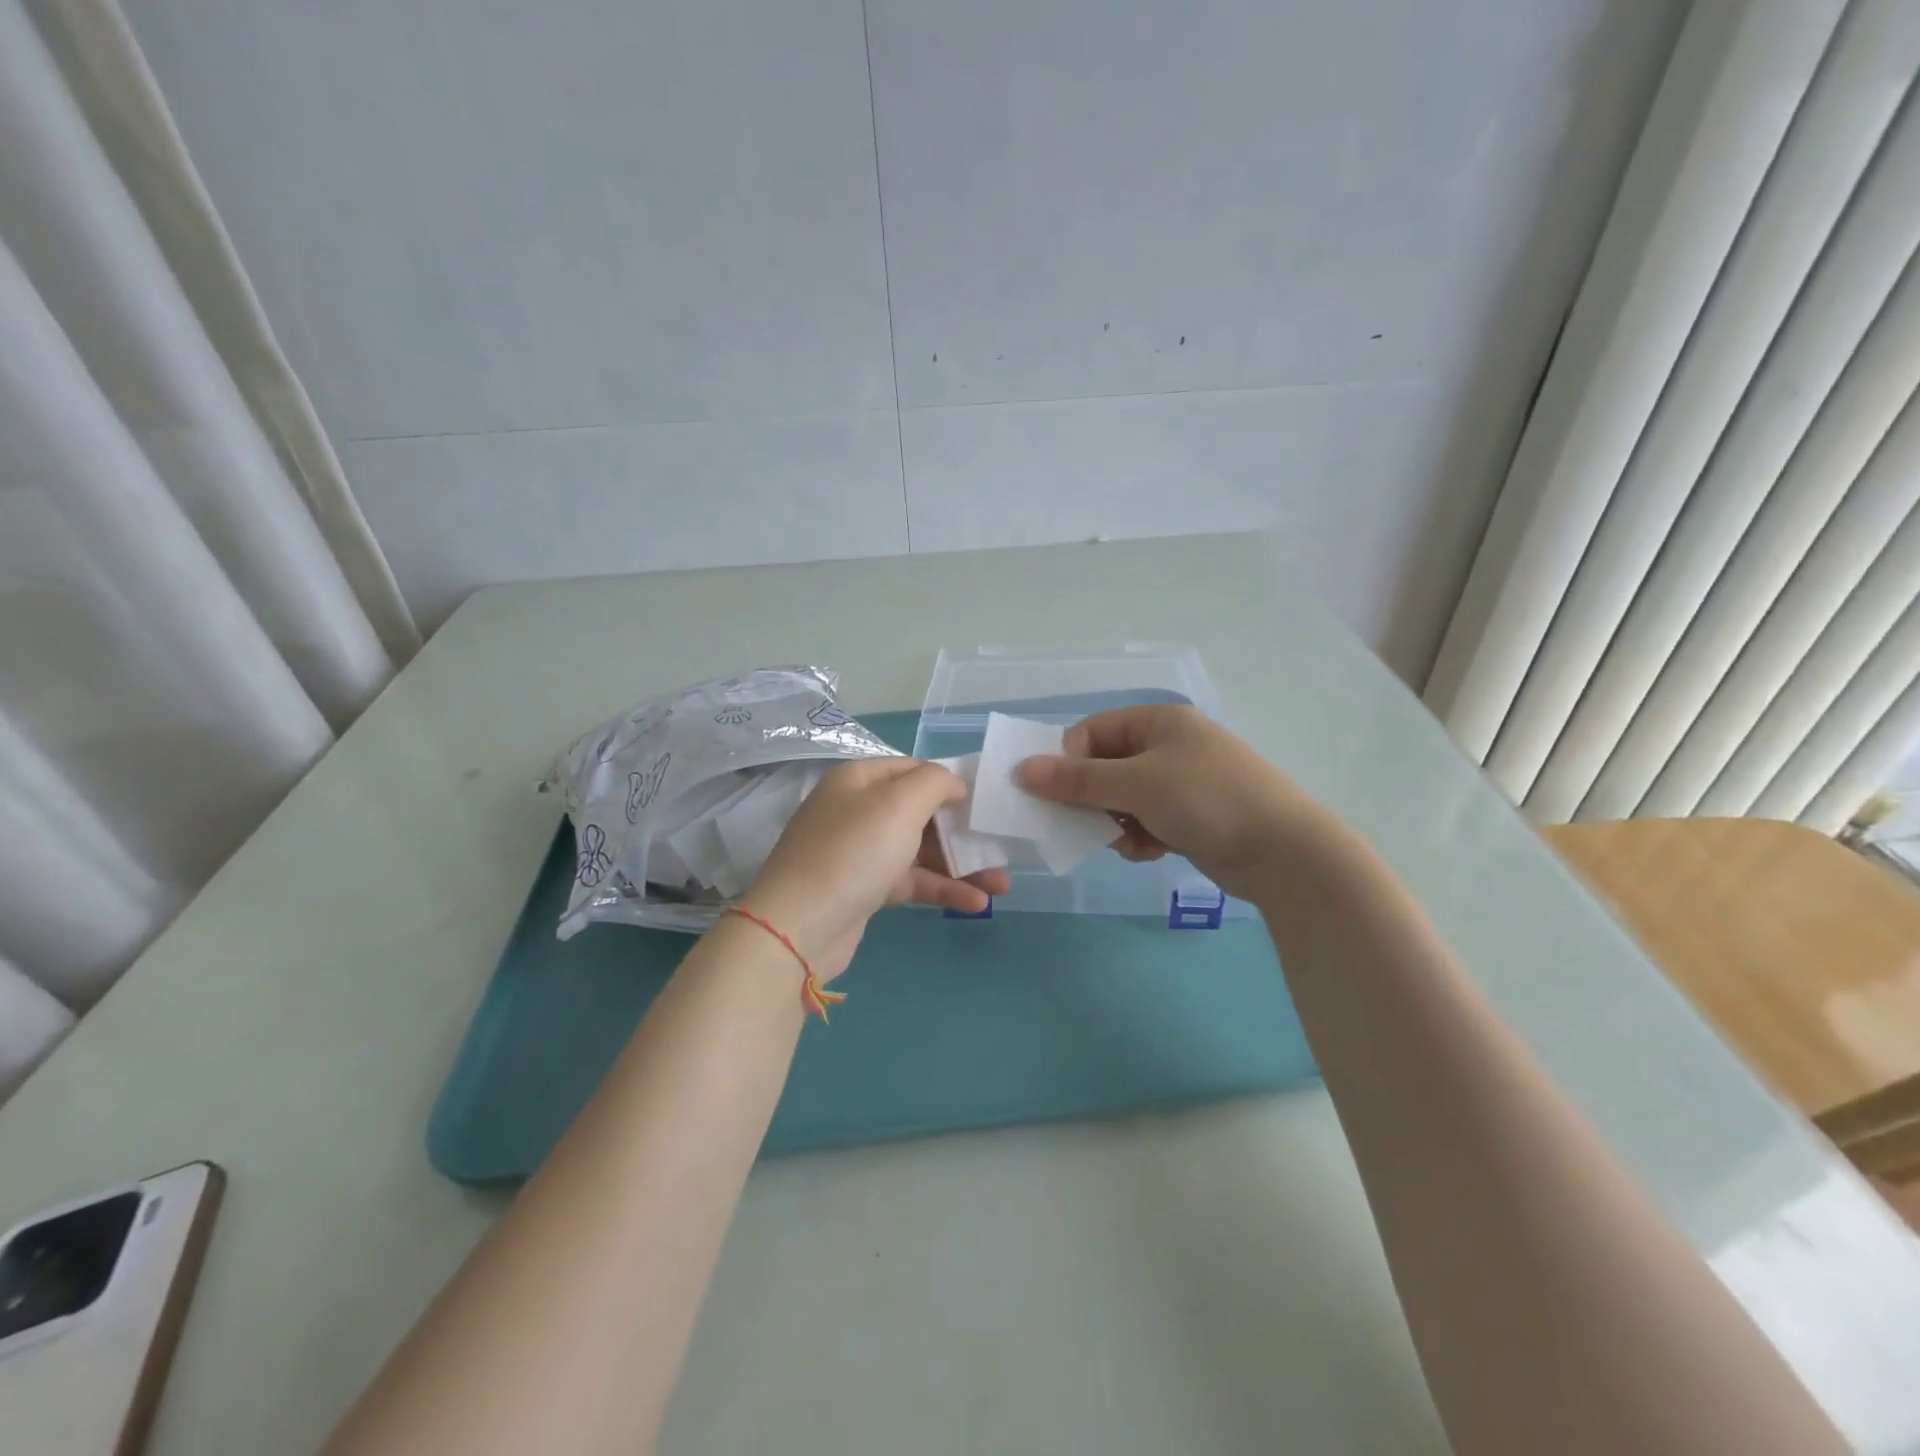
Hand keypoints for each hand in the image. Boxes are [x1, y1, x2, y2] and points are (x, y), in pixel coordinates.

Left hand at [737, 758, 1011, 979]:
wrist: (798, 928)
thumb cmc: (853, 852)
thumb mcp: (899, 804)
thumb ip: (935, 782)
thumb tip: (954, 784)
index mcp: (860, 780)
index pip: (914, 769)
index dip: (951, 782)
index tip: (986, 801)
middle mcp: (858, 810)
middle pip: (920, 812)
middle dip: (962, 830)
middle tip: (1000, 844)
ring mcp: (860, 852)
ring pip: (920, 850)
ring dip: (961, 865)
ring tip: (1003, 883)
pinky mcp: (864, 889)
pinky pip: (910, 881)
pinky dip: (942, 889)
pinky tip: (977, 903)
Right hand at [1017, 704, 1312, 900]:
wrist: (1284, 852)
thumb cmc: (1205, 800)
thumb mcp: (1136, 784)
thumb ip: (1077, 779)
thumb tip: (1022, 770)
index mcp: (1157, 721)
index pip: (1091, 732)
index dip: (1068, 762)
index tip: (1058, 796)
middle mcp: (1168, 746)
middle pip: (1105, 767)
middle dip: (1093, 799)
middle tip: (1086, 825)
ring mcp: (1181, 782)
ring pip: (1122, 799)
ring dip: (1116, 823)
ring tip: (1130, 841)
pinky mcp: (1191, 816)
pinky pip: (1146, 821)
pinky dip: (1141, 836)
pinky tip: (1152, 851)